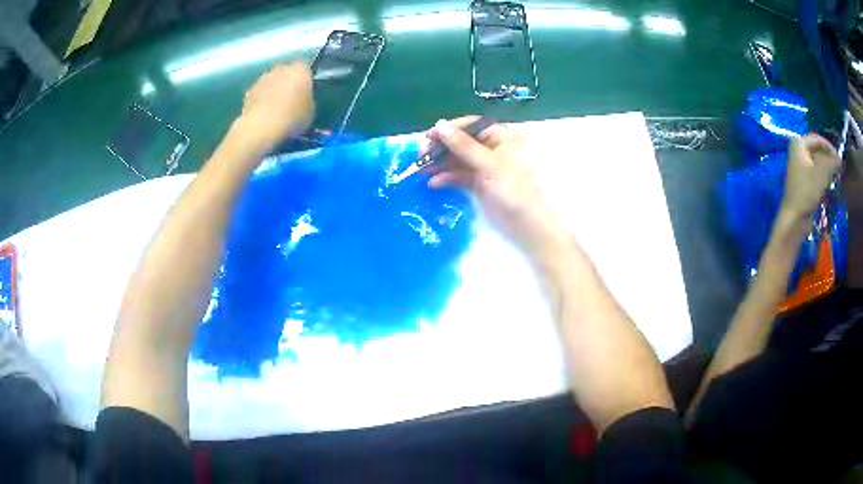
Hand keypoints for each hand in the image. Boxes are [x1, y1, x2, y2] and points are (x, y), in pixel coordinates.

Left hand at [235, 62, 313, 151]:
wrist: (261, 128)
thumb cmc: (292, 117)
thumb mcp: (311, 111)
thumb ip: (308, 99)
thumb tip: (303, 99)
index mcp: (300, 70)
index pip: (306, 68)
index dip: (305, 79)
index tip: (306, 92)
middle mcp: (281, 68)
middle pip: (287, 72)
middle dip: (288, 82)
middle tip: (290, 99)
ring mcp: (263, 78)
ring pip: (272, 81)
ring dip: (273, 90)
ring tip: (275, 108)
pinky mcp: (249, 90)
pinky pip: (259, 92)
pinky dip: (261, 99)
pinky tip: (263, 114)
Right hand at [426, 117, 566, 255]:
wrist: (526, 225)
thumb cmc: (513, 189)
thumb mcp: (488, 164)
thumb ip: (463, 145)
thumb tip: (439, 125)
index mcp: (503, 137)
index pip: (472, 125)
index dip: (450, 129)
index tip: (429, 136)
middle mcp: (494, 148)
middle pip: (463, 142)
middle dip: (442, 148)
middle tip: (421, 156)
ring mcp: (486, 166)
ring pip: (459, 159)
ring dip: (441, 163)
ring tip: (421, 170)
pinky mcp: (480, 182)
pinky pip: (460, 175)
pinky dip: (448, 177)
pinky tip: (434, 183)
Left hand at [782, 134, 841, 219]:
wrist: (795, 217)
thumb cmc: (807, 190)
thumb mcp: (822, 173)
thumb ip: (832, 163)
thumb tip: (840, 158)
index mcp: (799, 144)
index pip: (817, 139)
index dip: (829, 146)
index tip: (839, 157)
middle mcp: (798, 152)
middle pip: (817, 150)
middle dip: (828, 157)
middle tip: (839, 166)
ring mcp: (800, 168)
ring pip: (817, 163)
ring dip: (827, 168)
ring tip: (837, 174)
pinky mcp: (804, 182)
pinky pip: (816, 174)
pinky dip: (824, 177)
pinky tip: (831, 183)